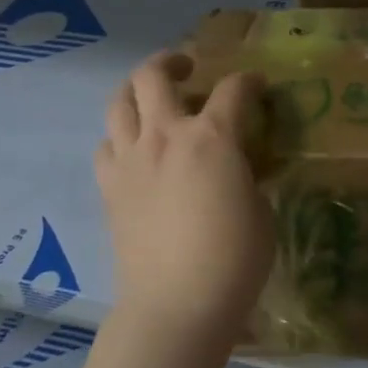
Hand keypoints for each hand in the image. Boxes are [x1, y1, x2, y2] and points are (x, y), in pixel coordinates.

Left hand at [95, 52, 274, 348]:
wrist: (176, 305)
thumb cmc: (233, 260)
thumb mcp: (260, 211)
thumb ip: (245, 176)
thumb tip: (235, 169)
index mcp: (213, 137)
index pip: (233, 89)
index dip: (249, 81)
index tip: (256, 85)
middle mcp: (167, 135)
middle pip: (154, 75)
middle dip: (173, 61)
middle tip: (187, 70)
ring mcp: (131, 159)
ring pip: (118, 101)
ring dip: (136, 91)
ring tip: (151, 99)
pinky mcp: (110, 187)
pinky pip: (106, 145)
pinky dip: (119, 138)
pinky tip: (134, 151)